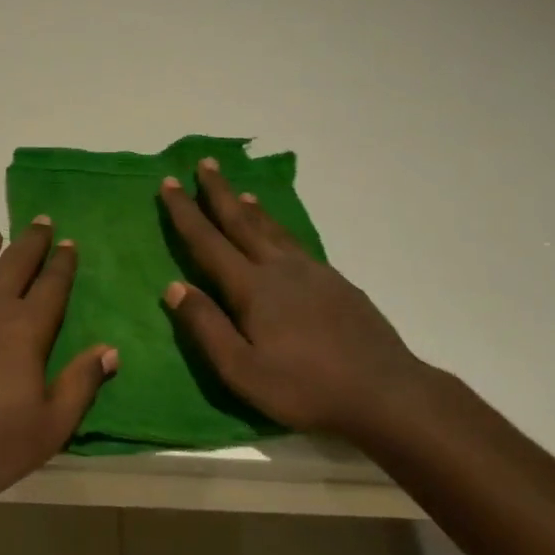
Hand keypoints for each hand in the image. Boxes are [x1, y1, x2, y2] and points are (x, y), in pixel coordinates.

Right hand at [159, 158, 434, 449]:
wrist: (384, 391)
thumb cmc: (305, 387)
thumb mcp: (242, 370)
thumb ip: (206, 327)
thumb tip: (173, 286)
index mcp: (252, 288)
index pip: (208, 242)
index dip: (186, 212)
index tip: (170, 183)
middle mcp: (280, 269)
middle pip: (242, 222)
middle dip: (218, 192)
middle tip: (205, 163)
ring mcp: (312, 272)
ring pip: (273, 230)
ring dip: (250, 209)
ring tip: (238, 192)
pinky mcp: (336, 282)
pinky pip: (296, 243)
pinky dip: (278, 228)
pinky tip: (280, 235)